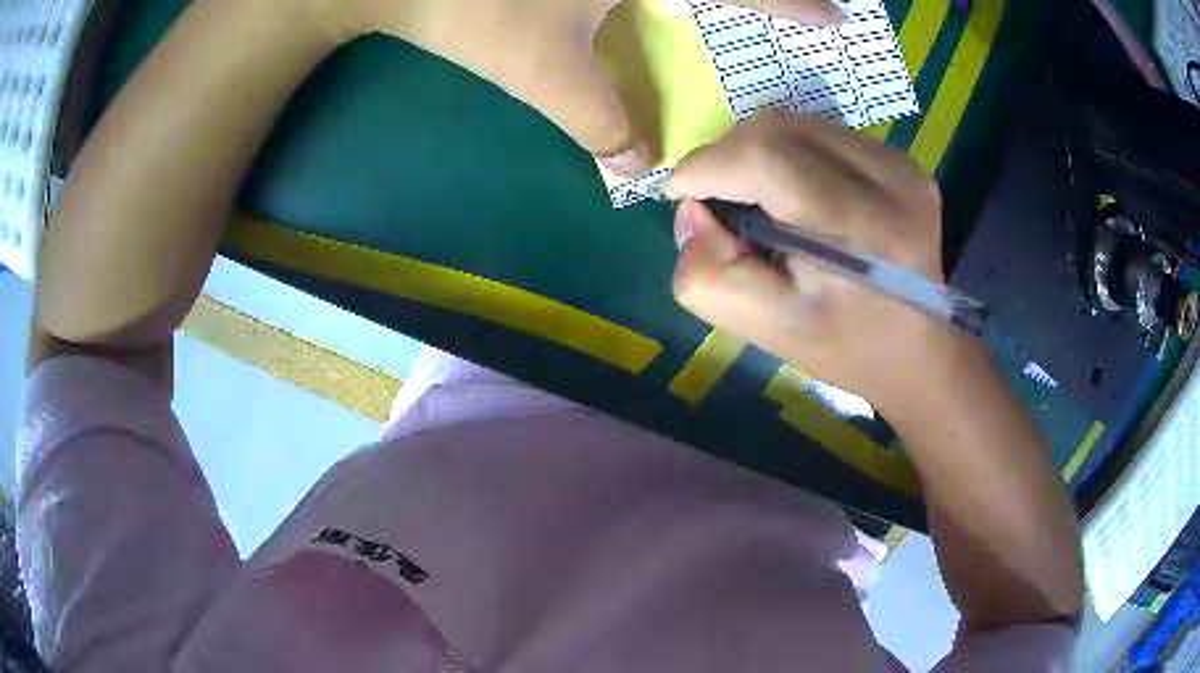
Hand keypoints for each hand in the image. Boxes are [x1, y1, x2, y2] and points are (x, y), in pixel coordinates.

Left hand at [329, 0, 843, 174]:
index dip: (795, 5)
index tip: (838, 19)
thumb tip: (640, 168)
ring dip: (703, 4)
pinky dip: (660, 2)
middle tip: (792, 12)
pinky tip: (656, 15)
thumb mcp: (539, 71)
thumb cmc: (467, 9)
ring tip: (721, 20)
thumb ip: (596, 121)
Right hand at [665, 110, 955, 409]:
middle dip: (726, 156)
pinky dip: (789, 152)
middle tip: (716, 200)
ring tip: (755, 198)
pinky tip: (794, 192)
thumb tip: (691, 211)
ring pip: (797, 124)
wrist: (918, 353)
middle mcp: (890, 181)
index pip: (765, 158)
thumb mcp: (766, 331)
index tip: (678, 194)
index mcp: (860, 231)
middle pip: (777, 129)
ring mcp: (902, 165)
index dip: (705, 165)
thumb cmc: (844, 348)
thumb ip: (708, 276)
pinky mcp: (904, 161)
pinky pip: (823, 133)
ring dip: (756, 151)